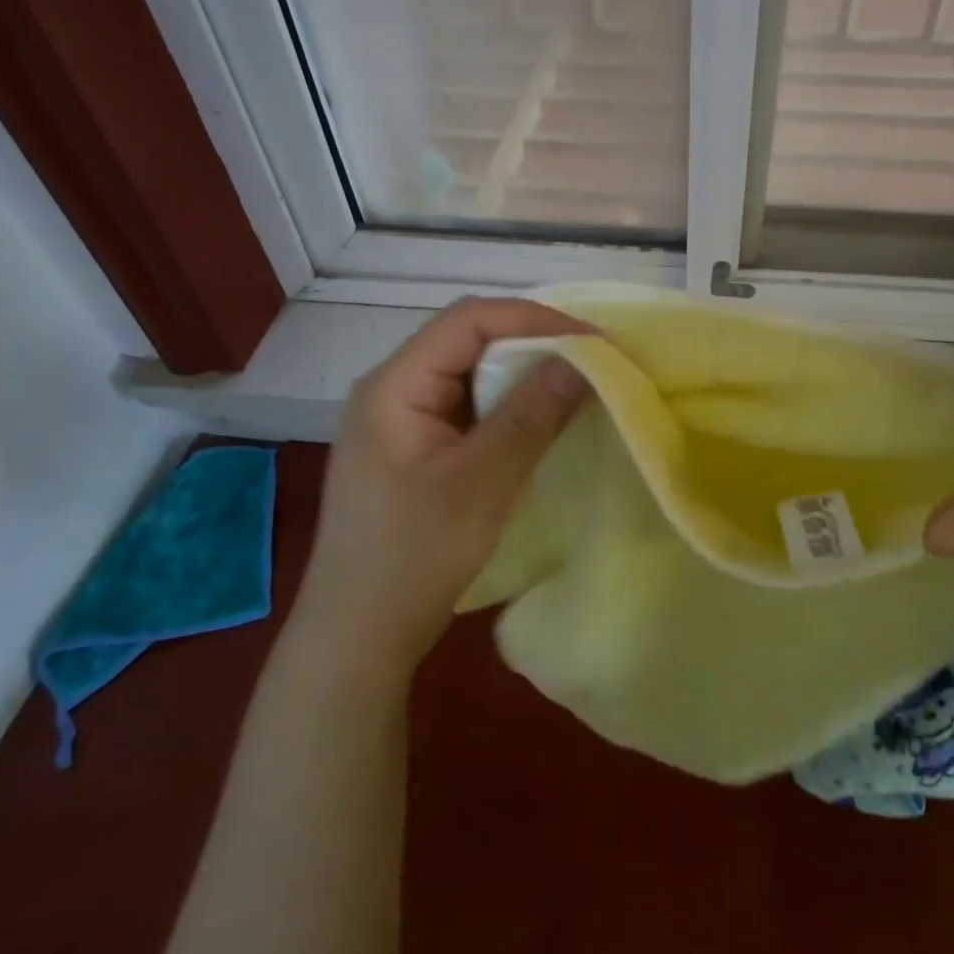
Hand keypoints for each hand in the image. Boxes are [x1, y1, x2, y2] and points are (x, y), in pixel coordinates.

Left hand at [305, 299, 591, 678]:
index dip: (536, 320)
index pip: (469, 320)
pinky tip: (542, 422)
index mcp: (394, 384)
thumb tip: (583, 360)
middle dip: (534, 344)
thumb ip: (531, 416)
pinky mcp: (416, 449)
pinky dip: (510, 408)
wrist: (359, 634)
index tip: (595, 342)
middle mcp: (393, 388)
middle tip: (594, 362)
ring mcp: (402, 420)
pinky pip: (469, 408)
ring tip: (578, 386)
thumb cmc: (412, 557)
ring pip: (472, 375)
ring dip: (524, 376)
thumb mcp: (480, 483)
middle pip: (469, 341)